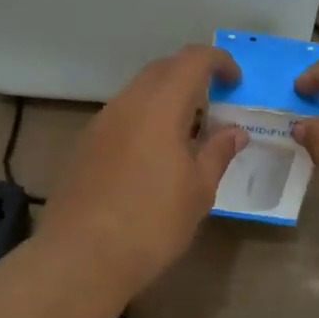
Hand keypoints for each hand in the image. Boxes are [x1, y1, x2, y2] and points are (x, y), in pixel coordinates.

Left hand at [42, 45, 247, 294]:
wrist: (81, 258)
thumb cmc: (151, 223)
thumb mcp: (198, 191)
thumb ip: (218, 152)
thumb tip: (235, 132)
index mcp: (159, 106)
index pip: (192, 59)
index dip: (219, 62)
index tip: (236, 83)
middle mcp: (127, 104)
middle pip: (162, 69)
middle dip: (192, 76)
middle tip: (215, 105)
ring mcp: (101, 123)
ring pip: (139, 92)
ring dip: (167, 99)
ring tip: (188, 134)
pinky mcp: (85, 145)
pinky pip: (122, 116)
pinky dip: (146, 119)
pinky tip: (154, 156)